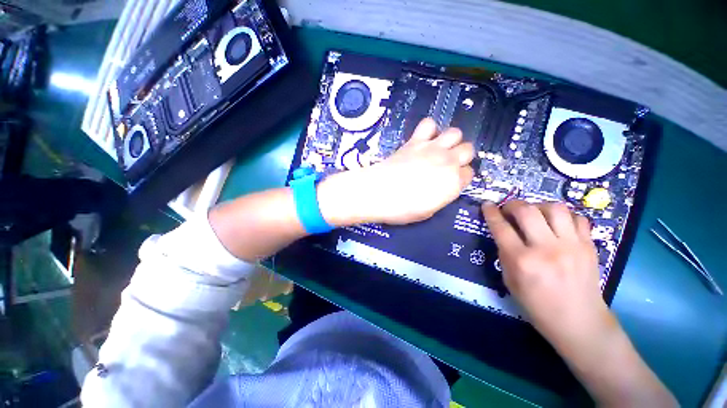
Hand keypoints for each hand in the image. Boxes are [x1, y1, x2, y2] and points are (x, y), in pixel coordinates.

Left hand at [318, 118, 473, 225]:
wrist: (378, 192)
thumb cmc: (403, 209)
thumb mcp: (428, 212)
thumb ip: (441, 196)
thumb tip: (442, 187)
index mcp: (454, 183)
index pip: (469, 173)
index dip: (460, 177)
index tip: (450, 181)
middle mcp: (448, 161)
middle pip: (468, 149)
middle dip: (461, 156)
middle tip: (447, 164)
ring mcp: (432, 148)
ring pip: (455, 132)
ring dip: (450, 140)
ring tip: (438, 149)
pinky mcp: (414, 141)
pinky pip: (428, 124)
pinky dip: (428, 129)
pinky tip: (423, 139)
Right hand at [482, 200, 611, 346]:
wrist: (579, 323)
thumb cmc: (538, 306)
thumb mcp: (510, 281)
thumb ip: (505, 254)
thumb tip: (503, 233)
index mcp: (522, 261)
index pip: (501, 228)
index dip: (491, 213)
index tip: (487, 205)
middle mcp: (546, 249)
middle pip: (527, 211)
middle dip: (512, 204)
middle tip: (508, 209)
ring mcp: (572, 246)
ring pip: (554, 208)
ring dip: (538, 206)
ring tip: (534, 214)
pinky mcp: (589, 246)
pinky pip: (577, 218)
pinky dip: (563, 216)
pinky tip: (556, 223)